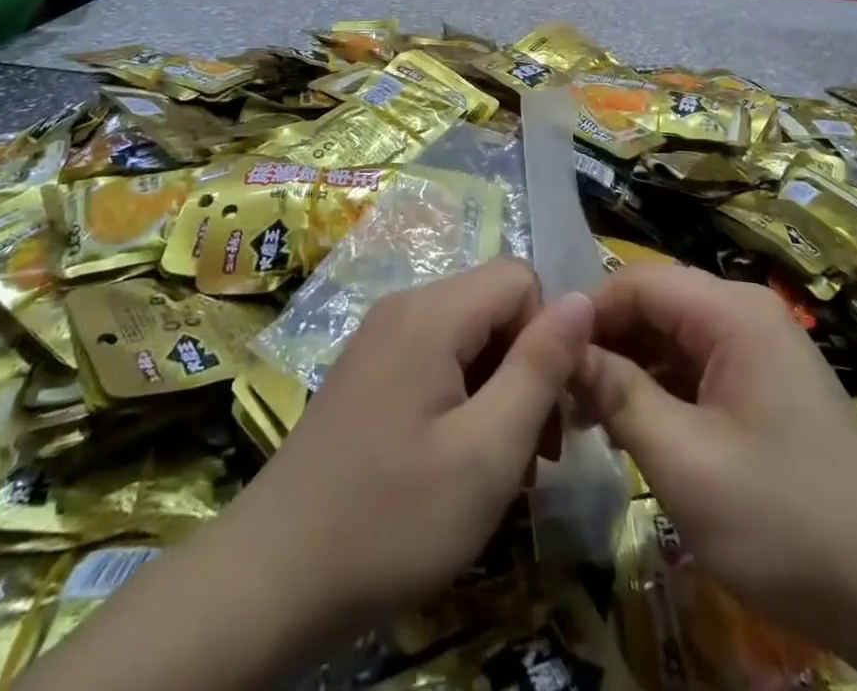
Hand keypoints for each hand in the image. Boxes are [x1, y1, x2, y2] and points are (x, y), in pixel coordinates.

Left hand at [230, 258, 593, 634]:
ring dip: (497, 389)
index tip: (546, 410)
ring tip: (497, 466)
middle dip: (525, 367)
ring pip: (469, 335)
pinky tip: (455, 460)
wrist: (271, 577)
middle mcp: (404, 306)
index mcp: (432, 312)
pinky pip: (436, 357)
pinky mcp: (368, 369)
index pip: (520, 278)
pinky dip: (462, 397)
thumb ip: (540, 367)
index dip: (546, 335)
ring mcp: (380, 337)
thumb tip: (584, 298)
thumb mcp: (487, 452)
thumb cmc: (392, 517)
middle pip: (494, 305)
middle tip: (531, 452)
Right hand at [574, 264, 856, 640]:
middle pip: (655, 306)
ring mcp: (760, 349)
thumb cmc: (785, 520)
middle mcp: (746, 314)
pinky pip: (697, 368)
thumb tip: (563, 348)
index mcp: (732, 311)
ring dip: (628, 371)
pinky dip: (660, 391)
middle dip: (605, 345)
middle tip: (560, 398)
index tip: (544, 359)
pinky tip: (633, 430)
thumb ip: (618, 393)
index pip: (637, 281)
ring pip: (672, 338)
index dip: (586, 313)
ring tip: (586, 420)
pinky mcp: (766, 385)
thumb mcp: (684, 460)